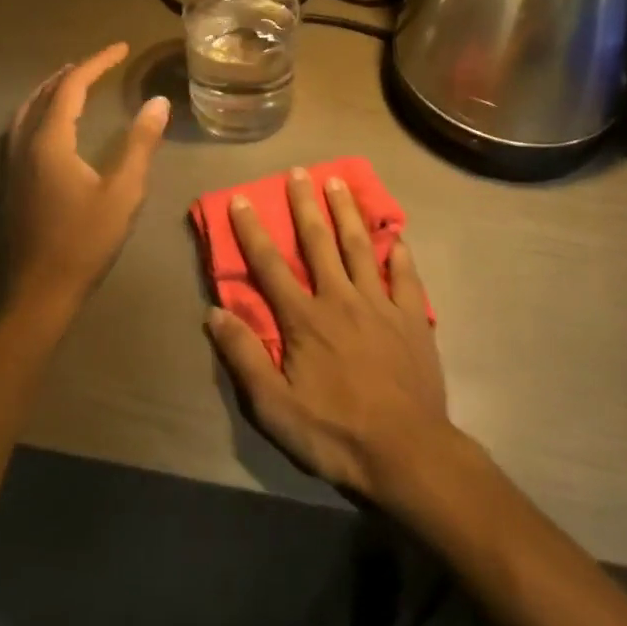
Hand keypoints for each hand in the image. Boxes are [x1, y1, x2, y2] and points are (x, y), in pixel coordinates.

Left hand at [2, 43, 170, 317]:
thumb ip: (140, 144)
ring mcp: (11, 163)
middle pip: (45, 93)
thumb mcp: (123, 193)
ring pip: (27, 109)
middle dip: (73, 71)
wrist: (37, 293)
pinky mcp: (9, 181)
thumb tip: (158, 103)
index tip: (121, 47)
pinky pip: (21, 127)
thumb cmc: (83, 242)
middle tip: (101, 61)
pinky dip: (39, 109)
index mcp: (49, 142)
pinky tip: (51, 123)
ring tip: (74, 80)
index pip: (72, 86)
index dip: (97, 62)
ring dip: (52, 88)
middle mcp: (24, 144)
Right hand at [206, 167, 450, 502]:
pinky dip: (399, 252)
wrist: (408, 455)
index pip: (270, 266)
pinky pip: (405, 276)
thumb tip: (215, 313)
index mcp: (305, 319)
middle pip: (319, 242)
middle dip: (305, 204)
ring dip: (347, 212)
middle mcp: (341, 299)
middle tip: (298, 170)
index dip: (252, 230)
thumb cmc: (336, 434)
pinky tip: (397, 235)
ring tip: (338, 182)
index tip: (241, 198)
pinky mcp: (412, 318)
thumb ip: (245, 358)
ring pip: (361, 246)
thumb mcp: (275, 409)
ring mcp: (380, 305)